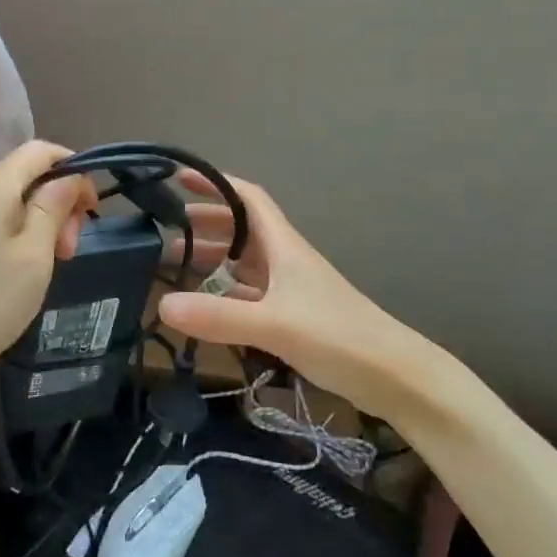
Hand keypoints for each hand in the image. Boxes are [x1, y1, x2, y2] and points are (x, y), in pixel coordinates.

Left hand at [0, 141, 97, 383]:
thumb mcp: (33, 256)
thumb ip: (53, 208)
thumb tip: (69, 178)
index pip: (40, 151)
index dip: (74, 169)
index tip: (91, 209)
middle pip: (26, 175)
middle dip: (58, 203)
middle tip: (70, 250)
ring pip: (12, 201)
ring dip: (41, 223)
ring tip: (52, 265)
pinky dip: (19, 235)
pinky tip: (23, 271)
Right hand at [159, 173, 438, 422]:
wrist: (394, 376)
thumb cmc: (337, 335)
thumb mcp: (274, 324)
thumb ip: (218, 316)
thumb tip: (161, 305)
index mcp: (283, 245)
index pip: (248, 197)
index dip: (216, 183)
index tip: (180, 179)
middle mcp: (285, 259)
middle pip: (240, 229)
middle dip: (205, 223)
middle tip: (164, 229)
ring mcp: (290, 288)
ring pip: (244, 262)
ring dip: (212, 258)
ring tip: (173, 264)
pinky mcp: (293, 316)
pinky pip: (249, 294)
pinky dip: (224, 292)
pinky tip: (203, 305)